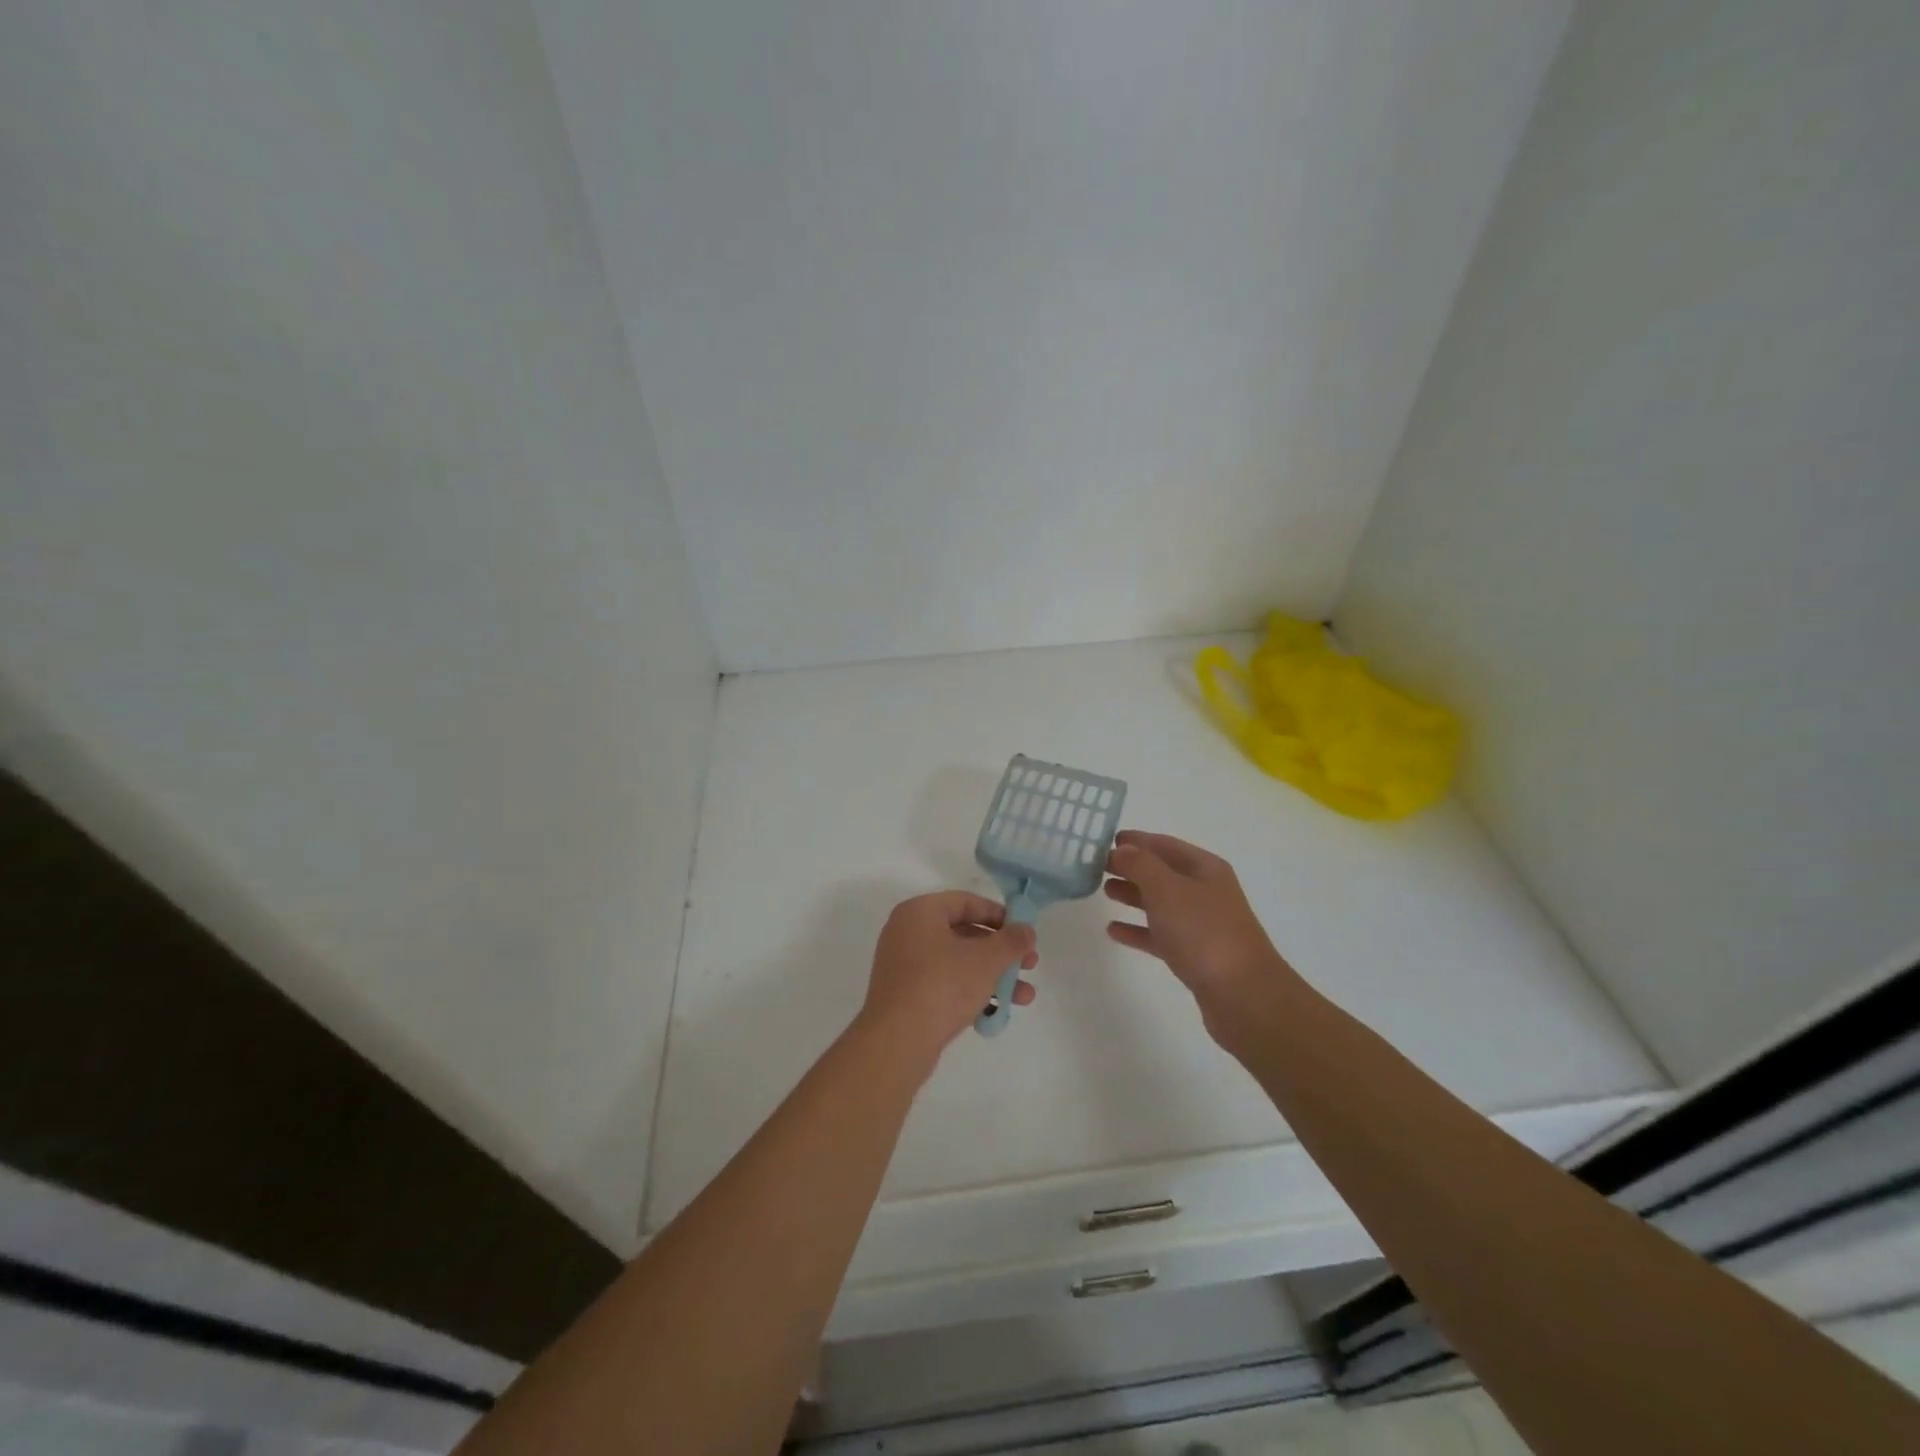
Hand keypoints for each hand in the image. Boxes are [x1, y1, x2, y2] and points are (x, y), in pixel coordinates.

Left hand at [857, 892, 1038, 1070]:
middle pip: (964, 933)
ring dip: (993, 976)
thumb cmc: (942, 986)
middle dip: (1001, 952)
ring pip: (958, 963)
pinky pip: (944, 985)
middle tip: (1029, 964)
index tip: (1024, 932)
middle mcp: (907, 933)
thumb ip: (1011, 941)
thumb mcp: (986, 959)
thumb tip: (1027, 930)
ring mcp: (904, 966)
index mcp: (919, 912)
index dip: (999, 915)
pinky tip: (997, 1012)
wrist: (897, 1041)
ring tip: (1025, 997)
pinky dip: (971, 992)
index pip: (966, 902)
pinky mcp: (906, 996)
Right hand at [1104, 831, 1301, 1045]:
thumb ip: (1140, 865)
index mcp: (1204, 868)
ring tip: (1104, 891)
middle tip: (1096, 866)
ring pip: (1160, 903)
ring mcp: (1201, 925)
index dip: (1136, 840)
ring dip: (1133, 895)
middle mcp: (1205, 892)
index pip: (1164, 844)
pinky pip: (1160, 935)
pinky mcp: (1195, 955)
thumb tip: (1121, 849)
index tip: (1104, 841)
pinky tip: (1113, 930)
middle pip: (1162, 872)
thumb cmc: (1203, 932)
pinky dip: (1138, 930)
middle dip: (1131, 867)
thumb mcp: (1167, 889)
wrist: (1243, 995)